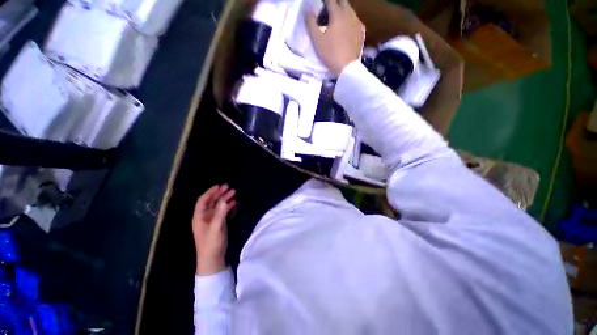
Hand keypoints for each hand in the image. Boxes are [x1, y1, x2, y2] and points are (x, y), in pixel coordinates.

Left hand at [192, 184, 235, 274]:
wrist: (213, 259)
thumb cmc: (211, 243)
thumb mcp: (216, 227)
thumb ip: (220, 213)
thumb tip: (224, 199)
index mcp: (200, 217)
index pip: (203, 200)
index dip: (210, 192)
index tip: (220, 186)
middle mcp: (204, 217)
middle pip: (211, 202)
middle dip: (220, 194)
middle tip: (229, 187)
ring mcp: (212, 220)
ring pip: (218, 206)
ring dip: (225, 199)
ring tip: (234, 193)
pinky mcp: (218, 224)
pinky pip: (222, 212)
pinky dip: (228, 207)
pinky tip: (234, 203)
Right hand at [306, 0, 364, 76]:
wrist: (346, 67)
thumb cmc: (330, 54)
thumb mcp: (317, 40)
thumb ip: (311, 23)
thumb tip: (308, 10)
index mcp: (337, 14)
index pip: (330, 0)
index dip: (325, 0)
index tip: (321, 3)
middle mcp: (349, 14)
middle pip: (343, 2)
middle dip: (335, 2)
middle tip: (329, 9)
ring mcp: (357, 23)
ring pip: (350, 10)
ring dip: (343, 10)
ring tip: (337, 18)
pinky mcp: (361, 32)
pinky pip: (355, 20)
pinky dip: (350, 20)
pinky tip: (346, 27)